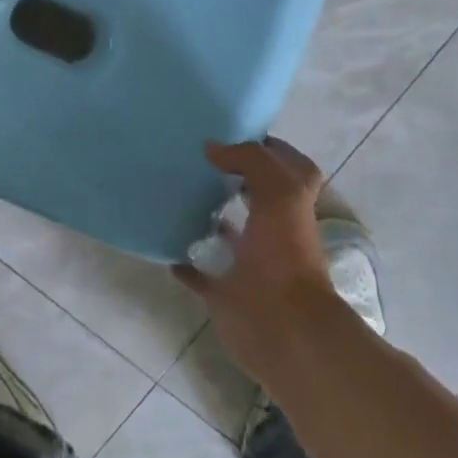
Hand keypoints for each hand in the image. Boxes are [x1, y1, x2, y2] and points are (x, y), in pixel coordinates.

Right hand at [174, 137, 340, 381]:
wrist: (281, 326)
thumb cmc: (285, 254)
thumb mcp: (280, 192)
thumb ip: (250, 160)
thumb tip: (212, 148)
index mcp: (292, 206)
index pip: (288, 167)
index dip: (269, 148)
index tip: (232, 131)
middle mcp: (273, 231)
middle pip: (255, 197)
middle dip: (233, 178)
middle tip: (195, 159)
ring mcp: (249, 263)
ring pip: (227, 234)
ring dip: (208, 218)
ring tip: (176, 194)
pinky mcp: (224, 292)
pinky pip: (199, 273)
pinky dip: (183, 262)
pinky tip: (164, 245)